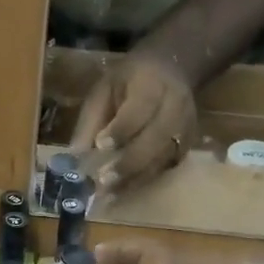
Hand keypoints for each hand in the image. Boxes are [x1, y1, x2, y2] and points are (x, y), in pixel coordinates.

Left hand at [69, 51, 197, 194]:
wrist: (172, 69)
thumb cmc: (130, 79)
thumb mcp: (105, 88)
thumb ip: (92, 119)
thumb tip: (76, 154)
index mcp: (153, 84)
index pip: (140, 110)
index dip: (121, 129)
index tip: (101, 145)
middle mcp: (176, 107)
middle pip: (156, 139)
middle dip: (129, 162)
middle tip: (103, 180)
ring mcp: (186, 128)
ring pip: (162, 158)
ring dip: (135, 178)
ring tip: (109, 193)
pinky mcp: (187, 145)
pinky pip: (166, 167)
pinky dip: (143, 180)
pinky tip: (122, 190)